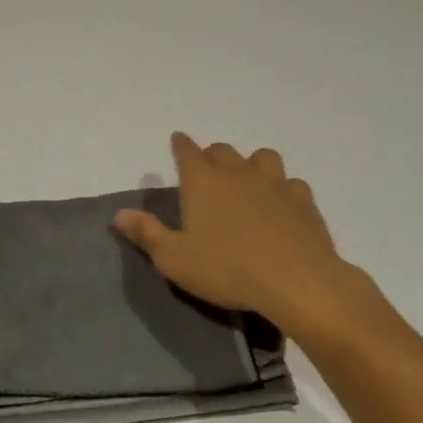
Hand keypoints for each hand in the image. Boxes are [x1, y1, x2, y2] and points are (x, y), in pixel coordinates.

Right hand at [113, 134, 361, 338]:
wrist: (296, 282)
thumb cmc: (227, 269)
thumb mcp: (175, 259)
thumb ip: (146, 233)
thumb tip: (119, 214)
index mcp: (202, 181)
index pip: (187, 150)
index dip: (180, 144)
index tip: (177, 140)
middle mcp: (237, 172)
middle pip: (222, 150)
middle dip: (212, 156)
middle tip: (209, 174)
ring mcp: (274, 183)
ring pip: (262, 157)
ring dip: (252, 165)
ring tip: (249, 183)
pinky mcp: (303, 201)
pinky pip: (291, 184)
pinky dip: (284, 190)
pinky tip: (283, 206)